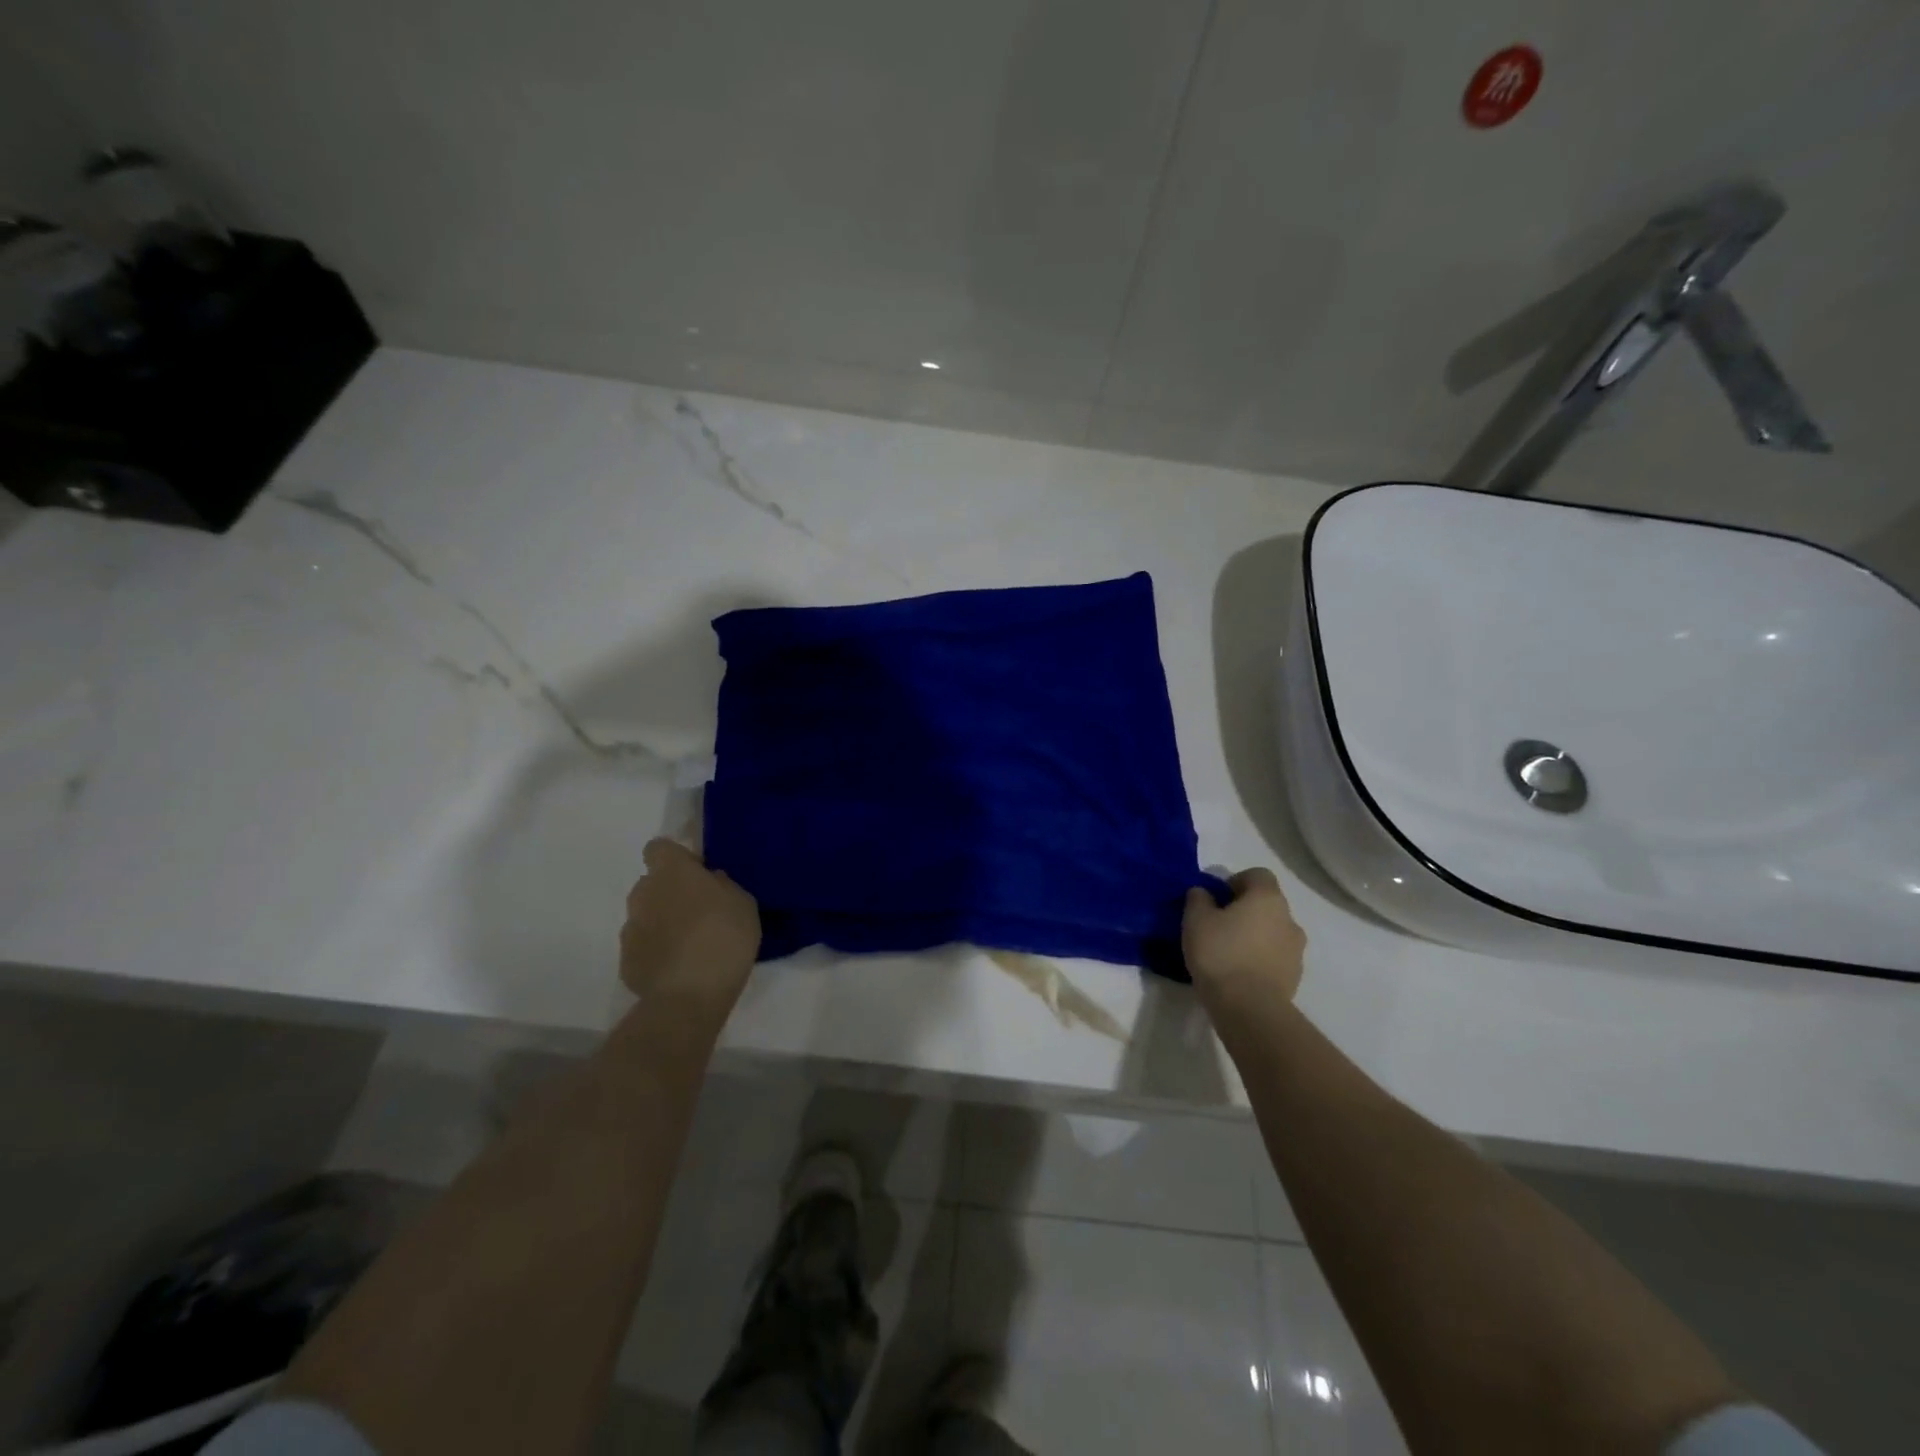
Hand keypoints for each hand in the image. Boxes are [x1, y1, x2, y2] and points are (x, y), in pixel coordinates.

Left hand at [620, 839, 760, 1016]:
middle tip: (700, 912)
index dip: (677, 858)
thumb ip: (723, 885)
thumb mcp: (743, 903)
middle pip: (652, 883)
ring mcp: (630, 929)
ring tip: (690, 945)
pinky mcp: (626, 962)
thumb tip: (710, 882)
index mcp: (671, 872)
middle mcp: (643, 894)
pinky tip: (679, 969)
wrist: (690, 997)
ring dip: (663, 923)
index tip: (698, 874)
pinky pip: (643, 947)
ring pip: (646, 915)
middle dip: (670, 892)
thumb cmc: (724, 938)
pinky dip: (657, 952)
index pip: (659, 848)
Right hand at [1183, 868, 1305, 1009]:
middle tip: (1218, 926)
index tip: (1216, 899)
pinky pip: (1275, 957)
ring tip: (1228, 952)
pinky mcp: (1295, 976)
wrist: (1249, 1008)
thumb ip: (1198, 898)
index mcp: (1267, 898)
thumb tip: (1204, 893)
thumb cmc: (1220, 954)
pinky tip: (1239, 973)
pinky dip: (1260, 958)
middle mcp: (1289, 919)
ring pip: (1272, 931)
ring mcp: (1296, 950)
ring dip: (1254, 935)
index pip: (1257, 874)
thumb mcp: (1195, 919)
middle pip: (1266, 904)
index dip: (1235, 881)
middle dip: (1244, 910)